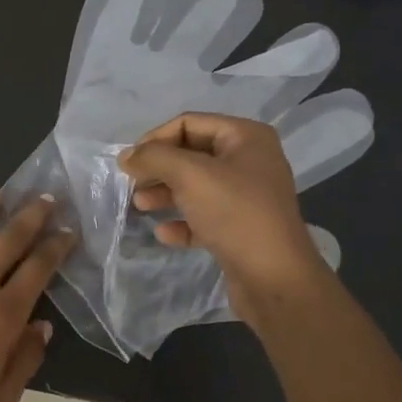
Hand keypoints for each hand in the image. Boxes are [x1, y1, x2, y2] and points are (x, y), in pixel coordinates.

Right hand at [120, 114, 330, 320]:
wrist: (275, 277)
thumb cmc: (235, 213)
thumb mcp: (190, 175)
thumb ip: (154, 158)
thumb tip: (127, 156)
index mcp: (246, 137)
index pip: (189, 124)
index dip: (155, 139)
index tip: (130, 163)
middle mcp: (250, 161)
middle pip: (191, 154)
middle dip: (159, 168)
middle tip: (132, 185)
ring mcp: (247, 196)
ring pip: (195, 187)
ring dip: (165, 193)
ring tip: (140, 207)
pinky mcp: (241, 228)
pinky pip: (204, 216)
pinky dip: (182, 221)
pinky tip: (164, 233)